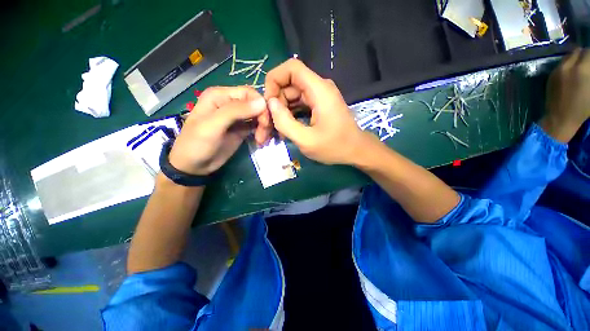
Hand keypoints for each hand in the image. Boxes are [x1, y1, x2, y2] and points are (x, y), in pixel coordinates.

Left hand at [168, 86, 266, 174]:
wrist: (194, 166)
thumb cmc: (197, 143)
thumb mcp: (213, 126)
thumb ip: (235, 111)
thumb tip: (262, 102)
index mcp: (221, 96)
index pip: (249, 93)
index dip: (261, 105)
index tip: (265, 122)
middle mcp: (230, 103)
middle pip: (256, 104)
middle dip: (264, 119)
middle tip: (263, 135)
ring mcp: (237, 117)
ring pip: (259, 116)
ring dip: (264, 127)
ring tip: (261, 141)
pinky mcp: (242, 129)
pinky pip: (257, 126)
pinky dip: (262, 132)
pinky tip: (261, 141)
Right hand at [264, 59, 371, 164]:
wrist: (356, 151)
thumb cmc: (335, 147)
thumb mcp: (306, 140)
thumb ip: (285, 122)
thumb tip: (270, 103)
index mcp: (319, 90)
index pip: (291, 67)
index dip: (274, 80)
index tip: (268, 103)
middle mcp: (319, 88)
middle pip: (289, 84)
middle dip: (275, 103)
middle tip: (268, 125)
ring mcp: (319, 97)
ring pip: (292, 96)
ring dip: (281, 112)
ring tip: (275, 132)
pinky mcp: (318, 106)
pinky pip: (298, 105)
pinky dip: (290, 116)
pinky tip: (286, 130)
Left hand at [541, 48, 589, 142]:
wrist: (560, 118)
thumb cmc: (583, 108)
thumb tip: (589, 67)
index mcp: (581, 69)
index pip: (588, 52)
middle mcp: (567, 66)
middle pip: (577, 51)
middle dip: (584, 55)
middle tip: (588, 62)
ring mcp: (557, 71)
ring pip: (568, 56)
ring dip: (575, 58)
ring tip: (581, 67)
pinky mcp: (550, 76)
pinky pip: (560, 65)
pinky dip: (568, 65)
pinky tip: (572, 74)